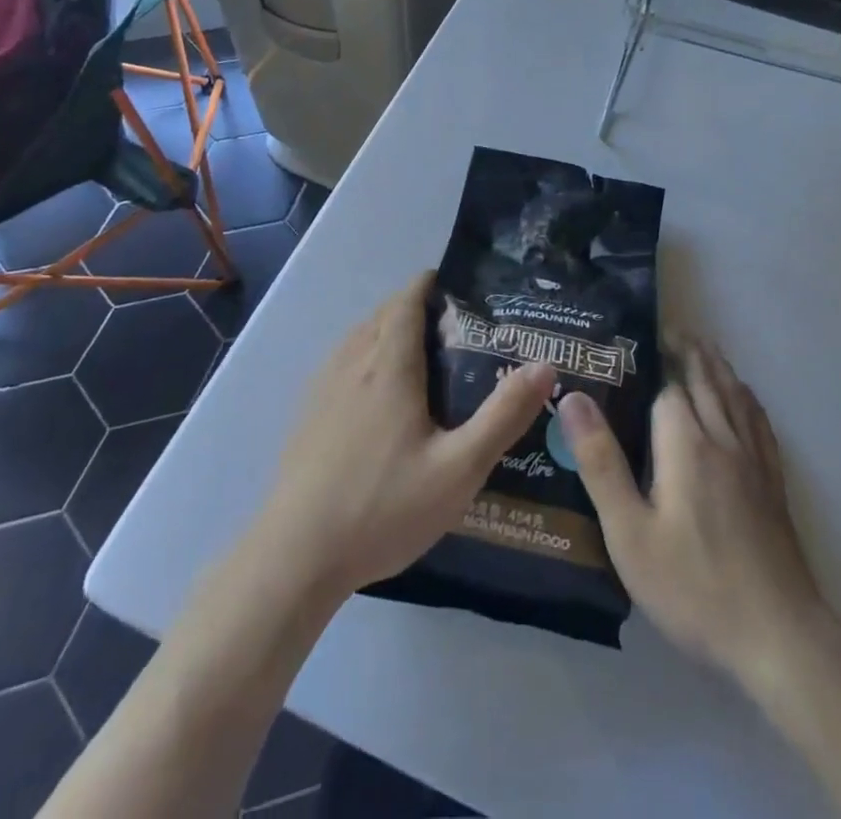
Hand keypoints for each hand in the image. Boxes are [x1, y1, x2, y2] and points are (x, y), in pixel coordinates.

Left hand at [254, 271, 555, 602]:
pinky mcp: (307, 412)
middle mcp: (352, 362)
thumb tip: (545, 365)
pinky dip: (367, 355)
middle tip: (458, 329)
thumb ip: (503, 416)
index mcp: (389, 364)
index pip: (407, 299)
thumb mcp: (458, 468)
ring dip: (390, 330)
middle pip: (385, 313)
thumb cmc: (382, 507)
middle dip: (417, 307)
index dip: (432, 284)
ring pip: (360, 336)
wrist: (295, 556)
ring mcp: (323, 386)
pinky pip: (342, 361)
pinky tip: (381, 396)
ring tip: (425, 357)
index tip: (463, 290)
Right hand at [560, 340, 840, 695]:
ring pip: (735, 394)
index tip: (635, 339)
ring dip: (717, 365)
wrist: (779, 636)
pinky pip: (759, 421)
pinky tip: (743, 398)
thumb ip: (600, 461)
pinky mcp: (773, 483)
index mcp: (685, 442)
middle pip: (706, 378)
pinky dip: (746, 397)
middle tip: (669, 329)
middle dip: (688, 350)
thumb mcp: (629, 531)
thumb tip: (573, 397)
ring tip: (702, 348)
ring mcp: (754, 459)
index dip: (653, 359)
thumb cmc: (694, 585)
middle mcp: (723, 438)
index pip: (669, 383)